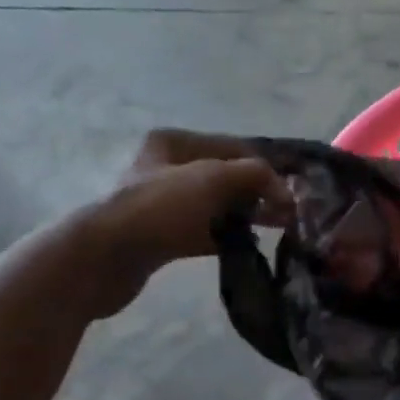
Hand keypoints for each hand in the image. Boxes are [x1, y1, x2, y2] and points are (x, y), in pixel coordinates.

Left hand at [80, 129, 291, 317]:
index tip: (292, 189)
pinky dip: (230, 236)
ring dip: (248, 215)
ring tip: (278, 229)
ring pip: (220, 205)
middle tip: (290, 212)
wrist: (107, 256)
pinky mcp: (166, 234)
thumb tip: (285, 191)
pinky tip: (251, 245)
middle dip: (260, 192)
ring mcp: (166, 203)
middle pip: (229, 177)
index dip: (267, 166)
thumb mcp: (214, 179)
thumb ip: (256, 175)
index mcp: (174, 143)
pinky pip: (208, 231)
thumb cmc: (160, 208)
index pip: (235, 147)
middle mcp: (168, 167)